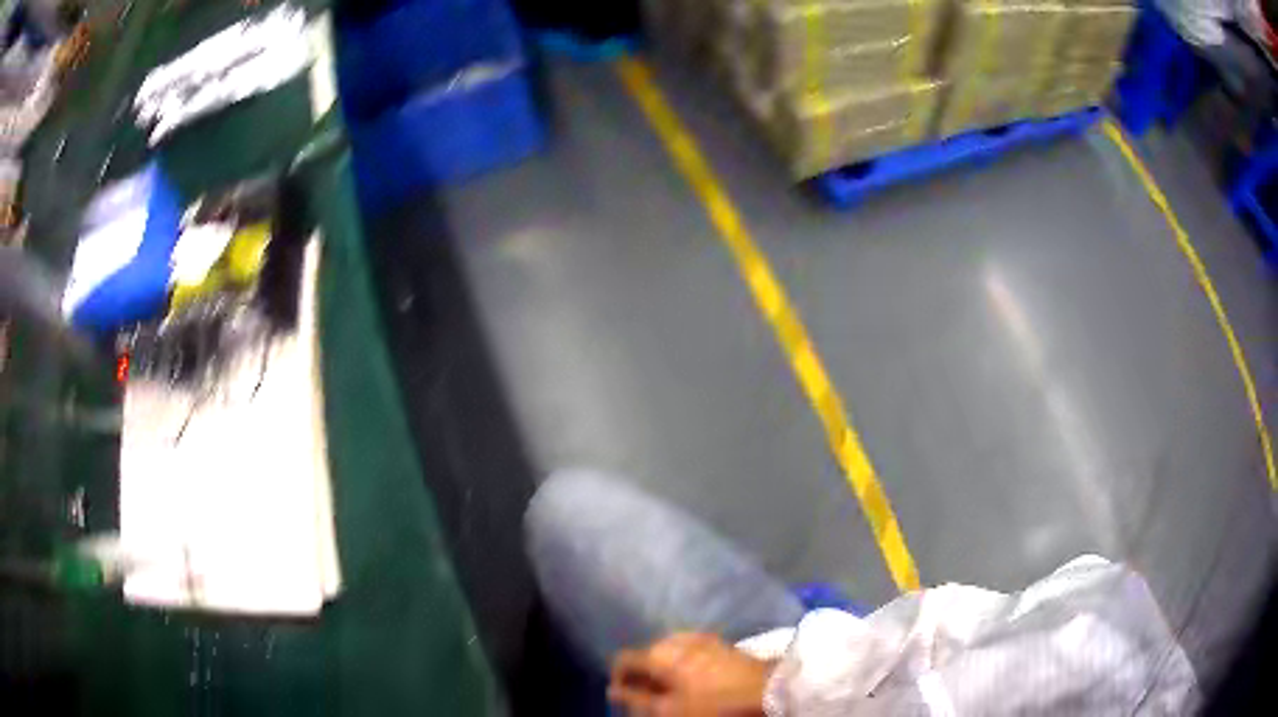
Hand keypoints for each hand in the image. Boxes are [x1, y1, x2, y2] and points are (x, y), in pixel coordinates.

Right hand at [609, 633, 773, 715]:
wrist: (768, 688)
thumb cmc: (713, 703)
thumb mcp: (669, 710)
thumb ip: (636, 699)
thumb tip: (612, 691)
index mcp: (657, 653)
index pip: (622, 660)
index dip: (616, 680)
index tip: (623, 700)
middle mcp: (674, 639)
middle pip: (645, 656)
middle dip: (642, 678)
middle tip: (649, 700)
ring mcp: (699, 638)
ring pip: (667, 654)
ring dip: (662, 672)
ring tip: (671, 693)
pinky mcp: (719, 642)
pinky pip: (687, 653)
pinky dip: (681, 667)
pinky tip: (692, 682)